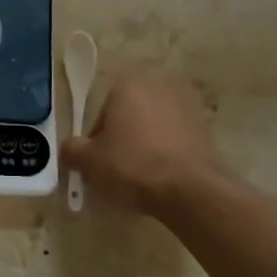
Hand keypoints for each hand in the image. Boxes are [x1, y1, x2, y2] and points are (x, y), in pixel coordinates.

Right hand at [62, 69, 223, 217]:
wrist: (189, 190)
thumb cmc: (132, 165)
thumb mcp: (89, 161)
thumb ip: (72, 150)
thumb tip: (70, 149)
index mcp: (128, 86)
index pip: (102, 113)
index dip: (97, 140)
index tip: (99, 162)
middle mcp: (158, 88)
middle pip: (130, 118)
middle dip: (123, 140)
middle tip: (118, 170)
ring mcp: (186, 108)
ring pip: (154, 129)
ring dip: (146, 147)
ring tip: (141, 179)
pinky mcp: (206, 131)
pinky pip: (176, 142)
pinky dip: (168, 156)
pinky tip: (163, 180)